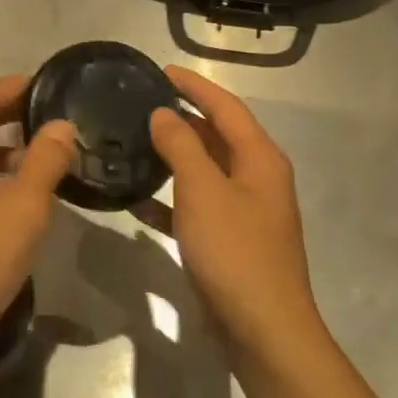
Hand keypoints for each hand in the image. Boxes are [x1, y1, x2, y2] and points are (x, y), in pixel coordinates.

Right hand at [148, 67, 328, 362]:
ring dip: (174, 159)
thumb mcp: (203, 191)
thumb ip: (182, 147)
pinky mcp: (231, 241)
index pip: (226, 107)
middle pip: (218, 137)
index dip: (194, 85)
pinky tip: (138, 204)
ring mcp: (246, 212)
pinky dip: (171, 201)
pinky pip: (198, 208)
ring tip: (134, 145)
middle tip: (140, 106)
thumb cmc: (234, 252)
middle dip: (182, 119)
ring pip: (206, 173)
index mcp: (260, 158)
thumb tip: (164, 114)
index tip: (160, 70)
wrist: (262, 328)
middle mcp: (258, 179)